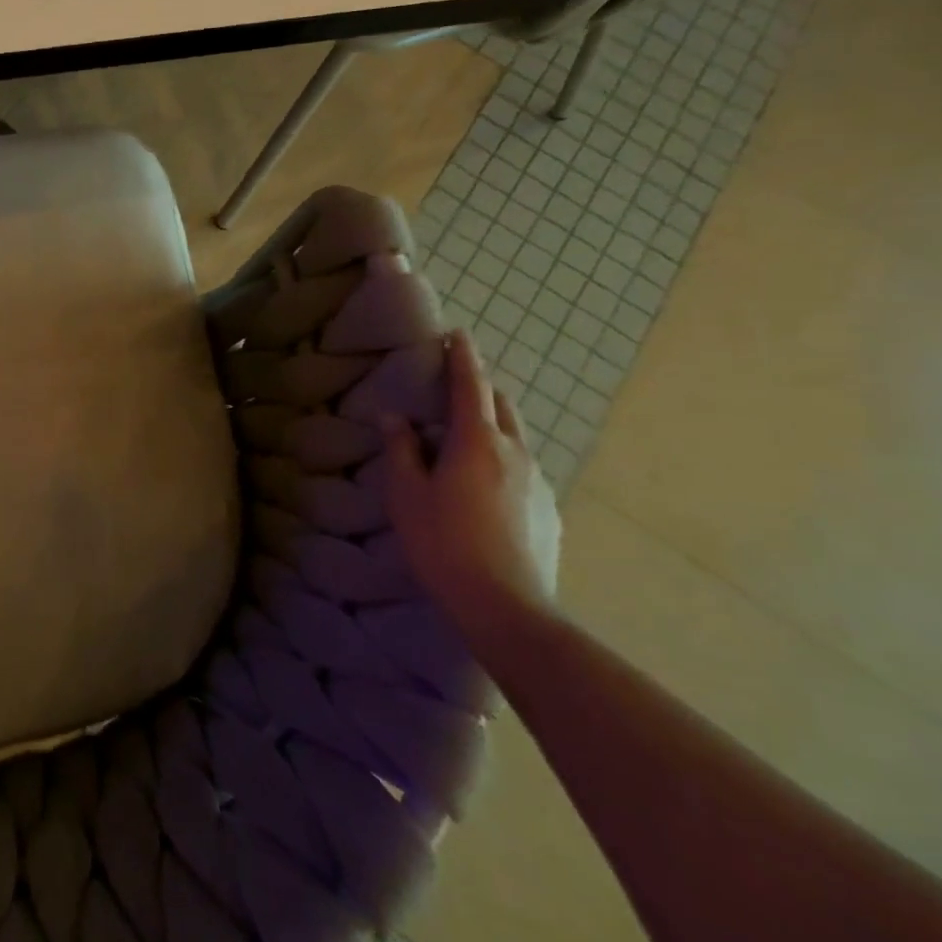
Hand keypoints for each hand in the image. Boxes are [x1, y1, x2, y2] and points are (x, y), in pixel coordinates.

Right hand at [381, 329, 560, 643]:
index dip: (462, 357)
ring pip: (514, 437)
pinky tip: (482, 487)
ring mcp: (538, 482)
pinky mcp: (547, 510)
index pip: (470, 385)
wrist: (506, 607)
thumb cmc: (443, 542)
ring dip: (490, 425)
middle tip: (452, 388)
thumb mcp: (406, 494)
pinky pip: (522, 469)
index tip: (457, 334)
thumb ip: (401, 450)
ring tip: (463, 440)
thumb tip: (395, 418)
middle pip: (500, 405)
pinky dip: (501, 459)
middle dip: (478, 388)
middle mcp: (514, 452)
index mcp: (477, 441)